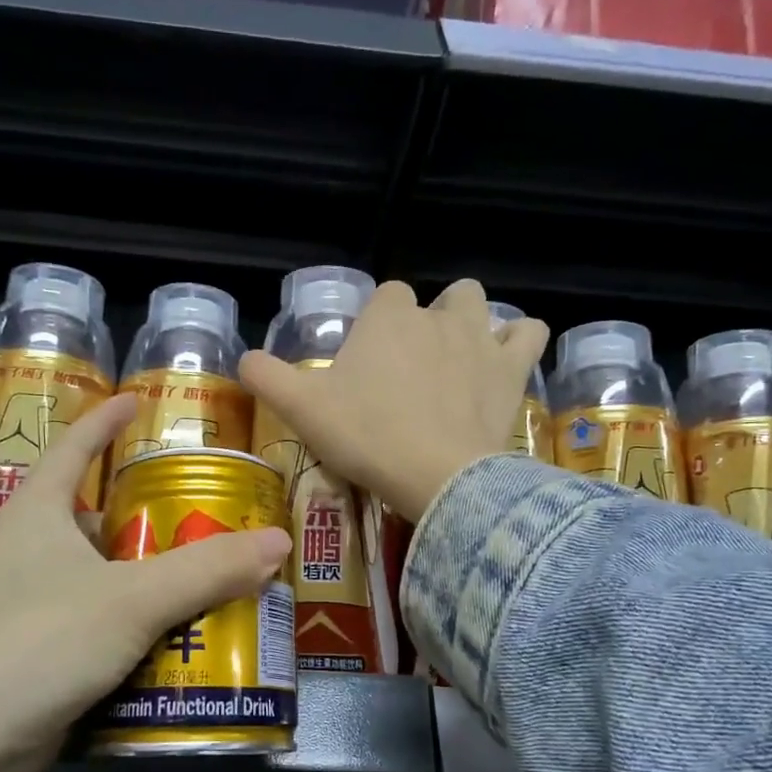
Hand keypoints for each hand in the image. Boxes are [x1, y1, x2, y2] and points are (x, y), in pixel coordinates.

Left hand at [0, 392, 291, 771]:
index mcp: (38, 516)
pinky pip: (103, 633)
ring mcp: (32, 611)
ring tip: (215, 580)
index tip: (137, 401)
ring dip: (154, 583)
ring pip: (106, 582)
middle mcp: (30, 555)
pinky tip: (184, 644)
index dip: (104, 420)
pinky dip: (140, 634)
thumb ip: (207, 569)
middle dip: (152, 518)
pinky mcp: (40, 661)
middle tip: (212, 516)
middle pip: (99, 521)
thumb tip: (280, 539)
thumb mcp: (131, 599)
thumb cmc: (34, 643)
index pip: (72, 448)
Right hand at [239, 279, 548, 522]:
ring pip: (480, 304)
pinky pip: (528, 333)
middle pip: (438, 298)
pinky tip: (504, 362)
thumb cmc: (366, 436)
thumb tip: (243, 358)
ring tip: (459, 359)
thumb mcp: (301, 409)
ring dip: (471, 322)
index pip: (387, 296)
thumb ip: (266, 377)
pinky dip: (518, 341)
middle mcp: (436, 315)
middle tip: (414, 367)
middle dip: (429, 319)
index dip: (379, 323)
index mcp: (387, 316)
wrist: (435, 475)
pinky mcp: (511, 368)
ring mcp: (480, 338)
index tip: (371, 362)